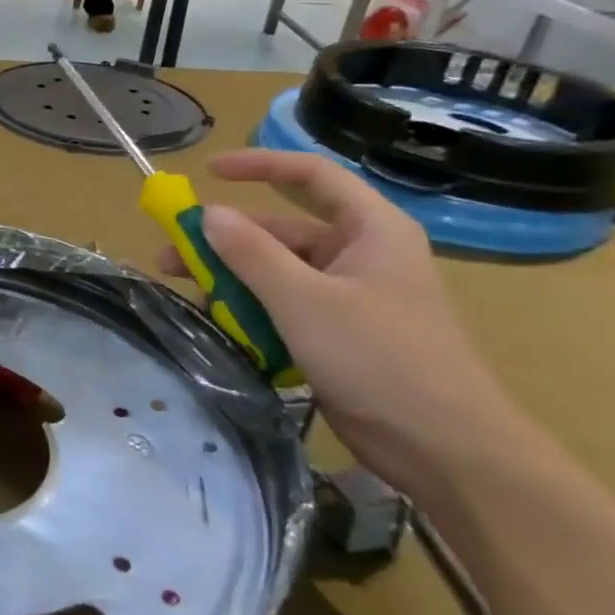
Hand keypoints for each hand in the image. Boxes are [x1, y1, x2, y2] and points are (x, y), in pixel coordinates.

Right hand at [162, 149, 532, 495]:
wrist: (443, 449)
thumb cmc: (379, 358)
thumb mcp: (304, 300)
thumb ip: (251, 253)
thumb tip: (207, 213)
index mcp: (369, 230)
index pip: (311, 176)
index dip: (258, 165)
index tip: (206, 171)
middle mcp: (359, 255)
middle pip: (281, 231)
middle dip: (225, 241)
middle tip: (171, 256)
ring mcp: (348, 297)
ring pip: (277, 272)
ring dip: (231, 280)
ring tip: (189, 296)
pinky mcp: (337, 334)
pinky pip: (283, 307)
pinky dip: (250, 311)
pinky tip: (221, 326)